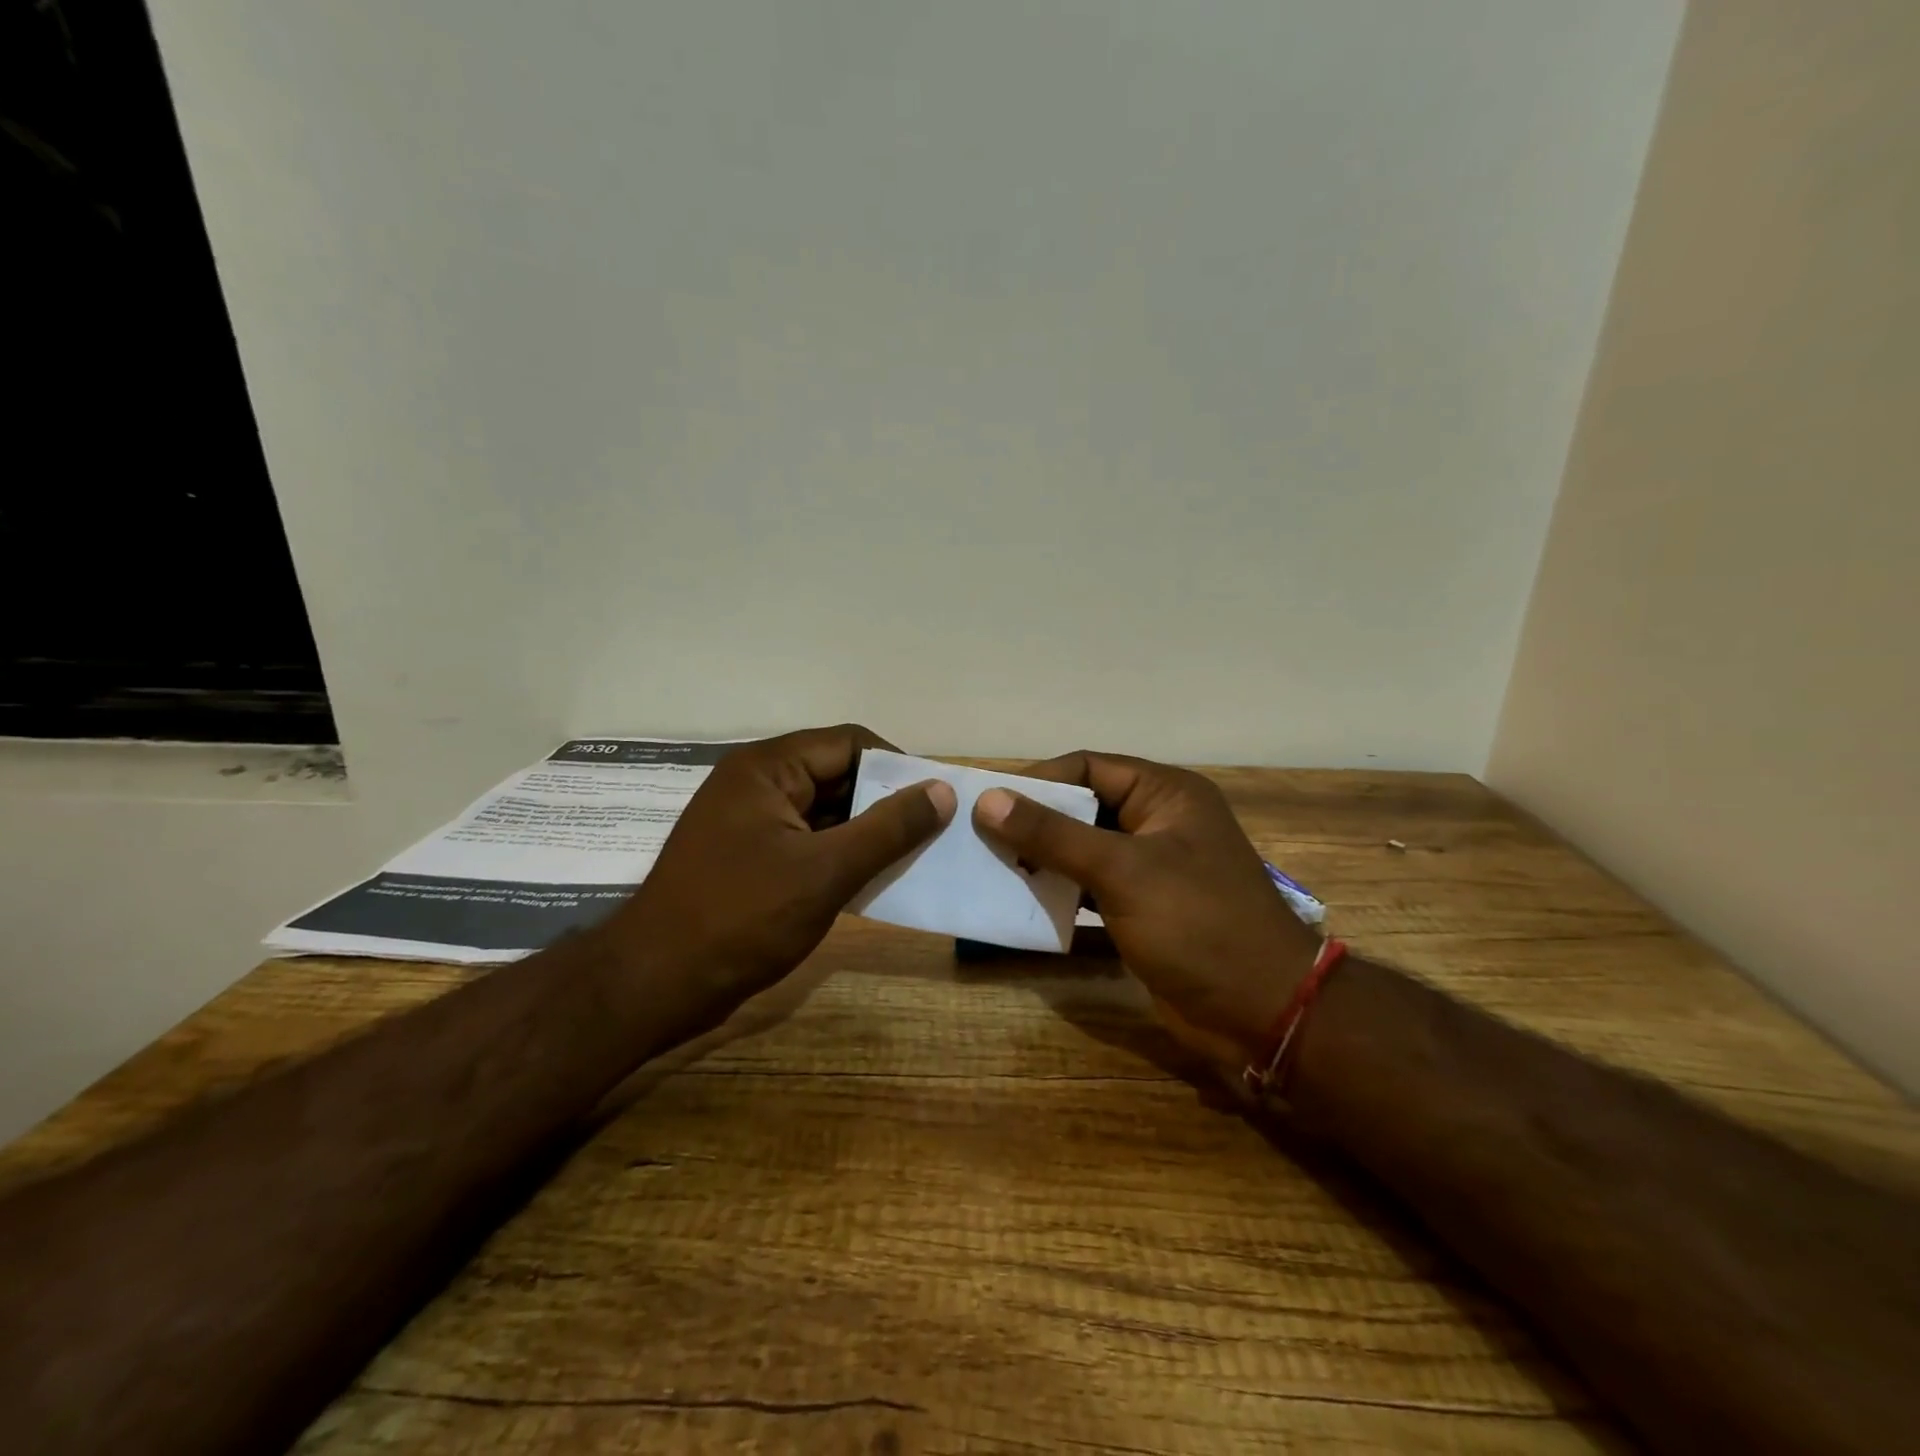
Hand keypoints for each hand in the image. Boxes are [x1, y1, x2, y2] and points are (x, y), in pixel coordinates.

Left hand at [614, 725, 953, 1013]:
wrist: (655, 984)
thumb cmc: (741, 917)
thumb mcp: (826, 871)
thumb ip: (888, 828)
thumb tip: (941, 790)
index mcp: (768, 768)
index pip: (850, 743)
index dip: (897, 766)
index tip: (936, 799)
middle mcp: (757, 783)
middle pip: (837, 775)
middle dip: (884, 802)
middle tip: (933, 832)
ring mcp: (749, 822)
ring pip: (825, 812)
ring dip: (865, 833)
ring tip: (913, 857)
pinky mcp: (748, 857)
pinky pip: (807, 841)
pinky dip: (840, 856)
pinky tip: (872, 880)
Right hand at [974, 752, 1319, 1064]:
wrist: (1261, 1014)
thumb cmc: (1197, 924)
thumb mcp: (1121, 871)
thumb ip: (1053, 834)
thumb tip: (988, 799)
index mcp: (1166, 794)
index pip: (1088, 767)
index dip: (1038, 780)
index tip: (988, 802)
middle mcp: (1159, 821)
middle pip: (1083, 807)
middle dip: (1035, 821)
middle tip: (981, 838)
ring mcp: (1152, 867)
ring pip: (1084, 848)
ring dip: (1043, 857)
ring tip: (993, 867)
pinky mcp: (1144, 908)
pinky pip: (1091, 886)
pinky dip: (1060, 890)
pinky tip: (1024, 900)